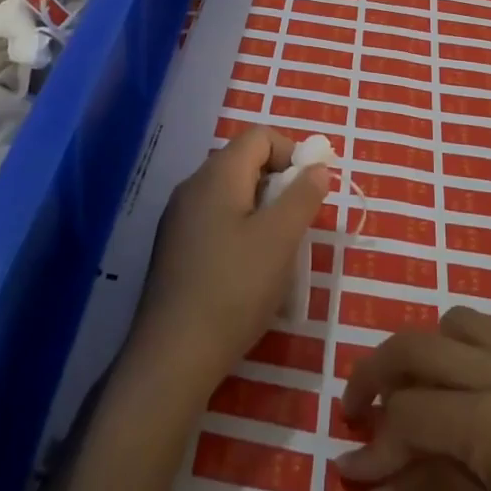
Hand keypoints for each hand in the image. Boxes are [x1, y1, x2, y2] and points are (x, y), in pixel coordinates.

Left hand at [128, 128, 329, 395]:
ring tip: (277, 251)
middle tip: (297, 224)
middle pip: (244, 162)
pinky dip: (240, 230)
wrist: (173, 354)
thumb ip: (303, 195)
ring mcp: (178, 218)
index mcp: (217, 175)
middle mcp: (192, 186)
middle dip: (279, 184)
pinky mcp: (174, 247)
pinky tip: (248, 271)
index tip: (310, 191)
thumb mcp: (281, 239)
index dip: (292, 152)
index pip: (259, 136)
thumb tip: (316, 166)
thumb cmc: (234, 288)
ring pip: (230, 194)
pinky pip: (215, 220)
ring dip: (262, 210)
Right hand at [335, 308, 490, 490]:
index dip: (374, 444)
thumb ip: (429, 487)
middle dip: (378, 374)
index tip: (351, 472)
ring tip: (419, 397)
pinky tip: (476, 390)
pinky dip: (476, 348)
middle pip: (421, 345)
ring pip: (461, 322)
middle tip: (359, 413)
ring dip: (429, 352)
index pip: (410, 413)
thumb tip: (365, 484)